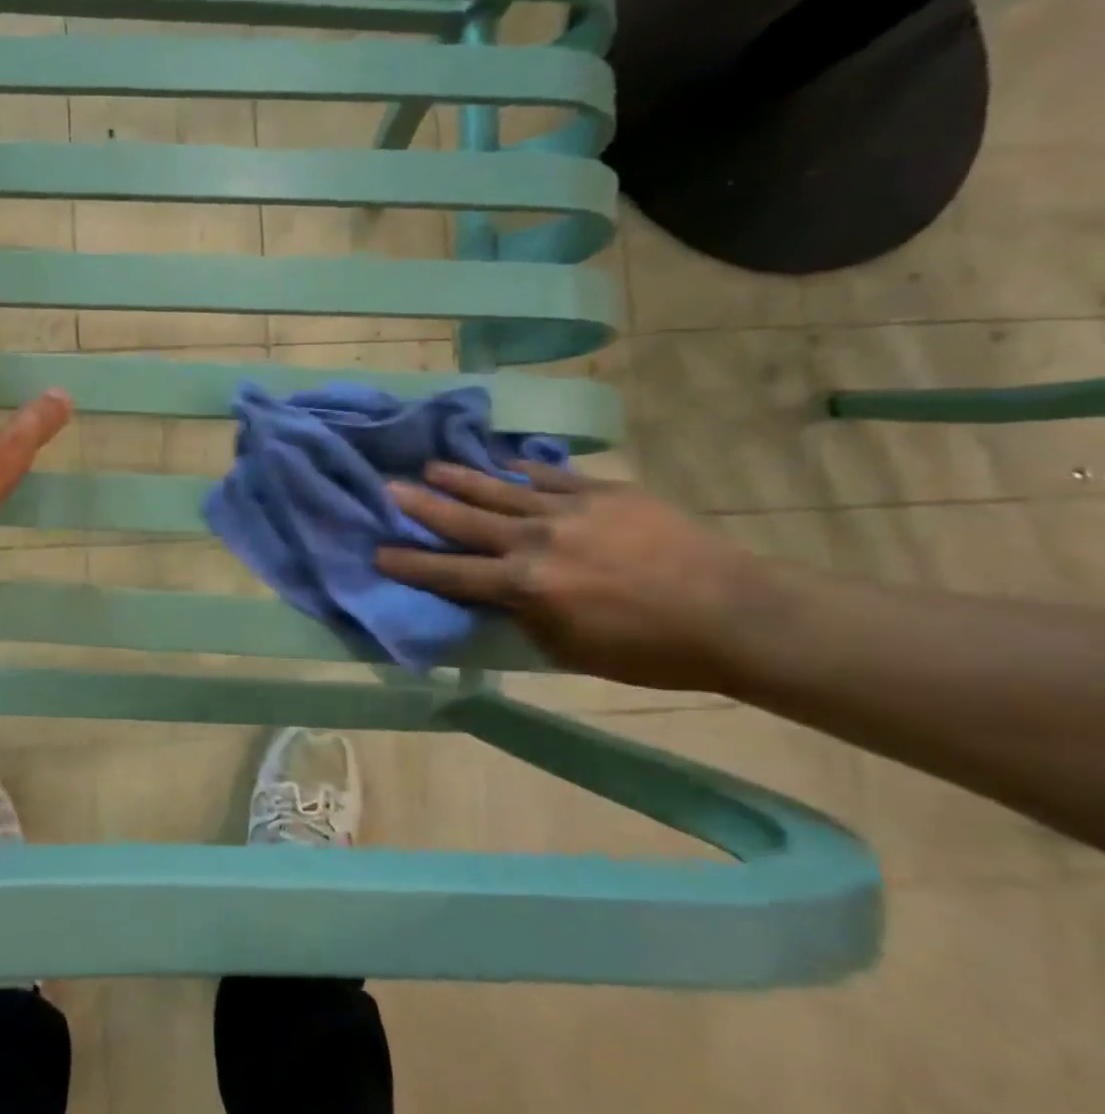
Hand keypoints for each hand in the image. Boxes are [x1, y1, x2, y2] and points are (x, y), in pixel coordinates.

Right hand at [377, 463, 773, 691]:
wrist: (735, 613)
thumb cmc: (649, 650)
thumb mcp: (570, 650)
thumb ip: (521, 617)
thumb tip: (490, 593)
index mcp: (526, 586)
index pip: (451, 572)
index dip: (410, 563)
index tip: (377, 551)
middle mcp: (536, 540)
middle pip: (464, 520)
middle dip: (421, 505)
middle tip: (387, 487)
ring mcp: (568, 509)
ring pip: (499, 489)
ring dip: (460, 478)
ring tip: (429, 465)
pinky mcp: (602, 491)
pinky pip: (548, 476)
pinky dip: (519, 471)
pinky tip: (500, 462)